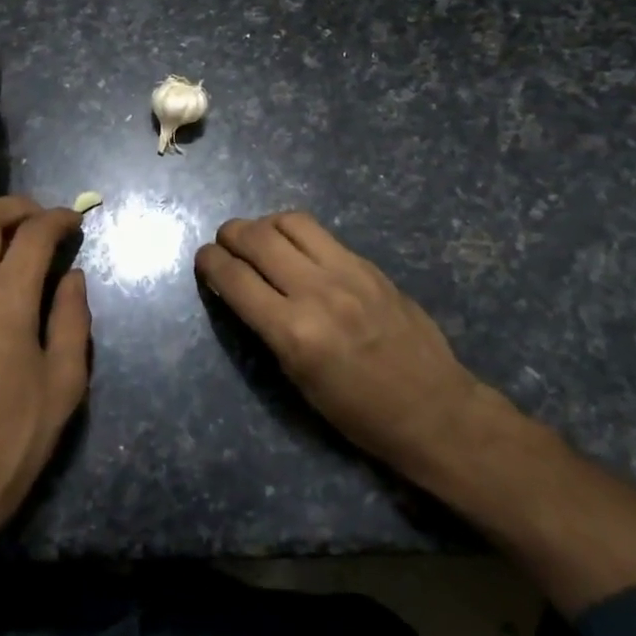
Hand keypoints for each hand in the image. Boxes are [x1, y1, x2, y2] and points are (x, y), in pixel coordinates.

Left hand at [0, 196, 91, 547]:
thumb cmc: (12, 439)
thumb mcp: (63, 384)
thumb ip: (72, 320)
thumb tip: (72, 277)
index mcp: (4, 303)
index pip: (31, 235)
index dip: (58, 218)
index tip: (78, 220)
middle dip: (17, 206)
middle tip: (47, 219)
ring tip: (28, 241)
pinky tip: (3, 274)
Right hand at [196, 211, 499, 483]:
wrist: (433, 409)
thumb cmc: (358, 413)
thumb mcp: (298, 381)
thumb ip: (268, 327)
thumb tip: (241, 290)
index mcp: (293, 333)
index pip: (235, 279)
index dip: (209, 262)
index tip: (203, 259)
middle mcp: (316, 292)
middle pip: (257, 239)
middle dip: (230, 234)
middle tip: (223, 242)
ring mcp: (346, 272)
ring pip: (290, 222)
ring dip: (263, 224)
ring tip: (258, 238)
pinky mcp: (368, 265)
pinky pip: (321, 234)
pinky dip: (295, 233)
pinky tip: (293, 246)